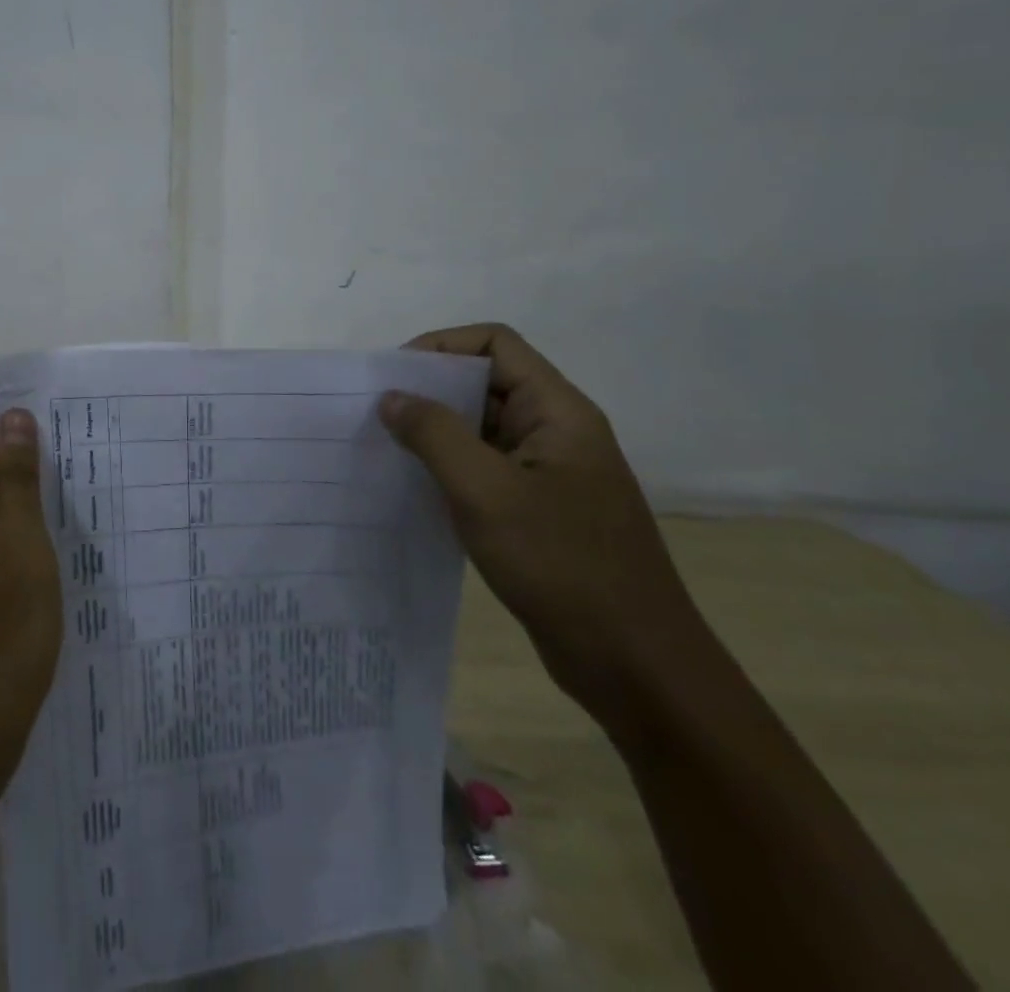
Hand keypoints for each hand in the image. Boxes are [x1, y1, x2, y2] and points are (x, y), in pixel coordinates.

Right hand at [380, 324, 709, 735]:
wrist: (634, 665)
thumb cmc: (562, 564)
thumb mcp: (486, 492)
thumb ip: (434, 435)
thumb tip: (392, 397)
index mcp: (557, 412)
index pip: (495, 344)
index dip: (442, 346)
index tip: (394, 376)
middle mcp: (555, 432)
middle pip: (485, 383)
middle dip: (429, 390)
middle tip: (375, 411)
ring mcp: (547, 474)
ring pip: (481, 429)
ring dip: (433, 432)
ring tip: (383, 447)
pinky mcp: (537, 511)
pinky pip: (483, 470)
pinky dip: (446, 469)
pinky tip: (411, 488)